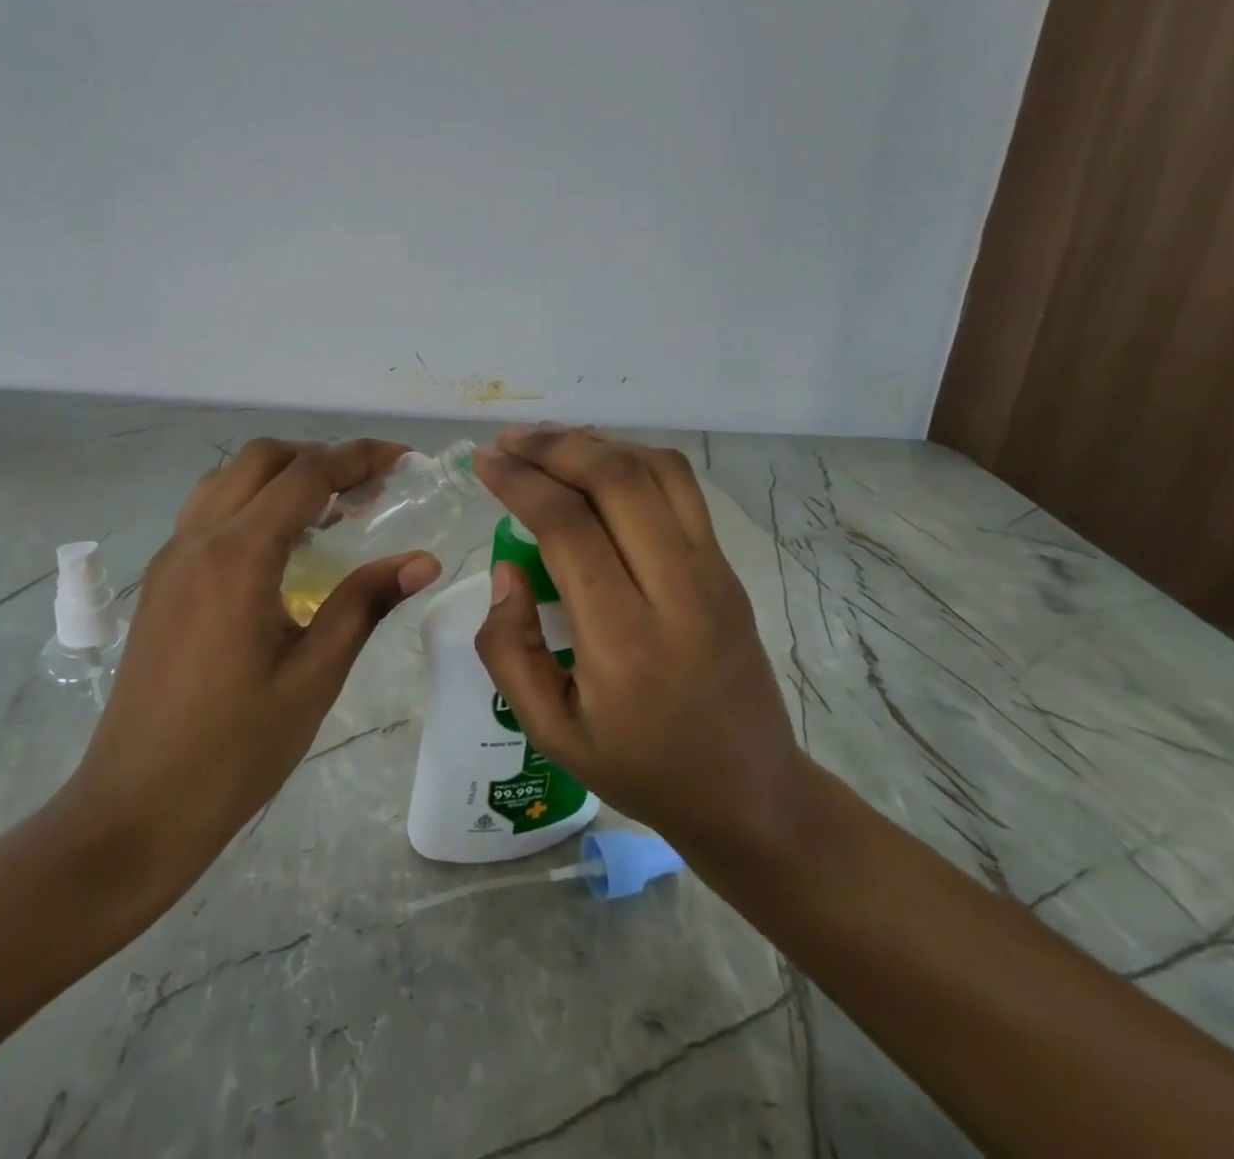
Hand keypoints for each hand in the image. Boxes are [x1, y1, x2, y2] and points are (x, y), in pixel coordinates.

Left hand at [61, 439, 440, 898]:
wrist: (134, 811)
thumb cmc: (234, 751)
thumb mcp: (314, 677)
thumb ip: (365, 604)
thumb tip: (424, 560)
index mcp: (237, 558)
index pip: (306, 476)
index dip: (360, 458)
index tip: (404, 460)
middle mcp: (196, 540)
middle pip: (261, 458)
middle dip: (321, 456)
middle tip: (371, 486)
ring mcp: (171, 559)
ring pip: (228, 479)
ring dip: (283, 474)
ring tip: (333, 507)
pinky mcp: (161, 582)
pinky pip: (209, 512)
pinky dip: (253, 501)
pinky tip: (285, 544)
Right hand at [470, 427, 804, 863]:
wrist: (749, 793)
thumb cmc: (641, 769)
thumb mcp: (550, 732)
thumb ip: (510, 649)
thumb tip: (507, 569)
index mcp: (624, 643)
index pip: (568, 528)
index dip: (520, 483)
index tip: (484, 462)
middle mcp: (677, 593)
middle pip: (617, 481)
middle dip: (555, 447)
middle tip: (510, 440)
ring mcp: (713, 574)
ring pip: (658, 471)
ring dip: (598, 443)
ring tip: (550, 441)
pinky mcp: (729, 569)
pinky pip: (682, 491)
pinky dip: (634, 461)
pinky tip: (600, 465)